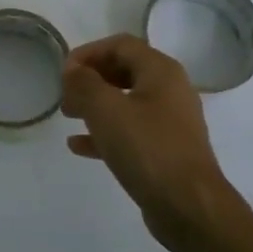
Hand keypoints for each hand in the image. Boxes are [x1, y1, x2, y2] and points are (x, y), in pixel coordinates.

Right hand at [61, 34, 236, 250]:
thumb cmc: (147, 149)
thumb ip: (84, 83)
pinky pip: (130, 131)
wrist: (189, 206)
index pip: (120, 44)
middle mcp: (170, 90)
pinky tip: (78, 145)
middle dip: (91, 78)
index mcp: (161, 71)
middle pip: (124, 70)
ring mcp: (170, 122)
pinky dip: (104, 132)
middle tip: (65, 94)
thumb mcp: (106, 109)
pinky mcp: (165, 150)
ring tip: (68, 116)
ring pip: (126, 102)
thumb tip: (73, 70)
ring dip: (95, 104)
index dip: (88, 52)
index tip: (63, 72)